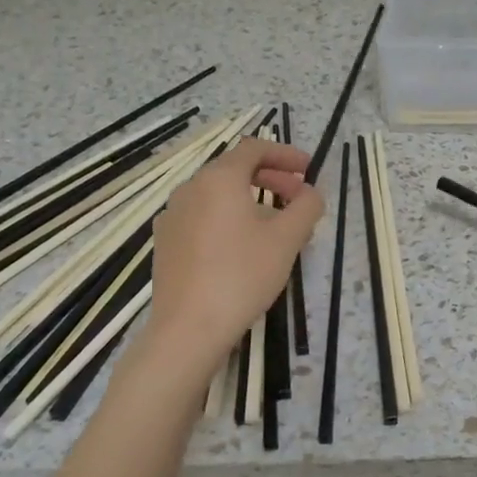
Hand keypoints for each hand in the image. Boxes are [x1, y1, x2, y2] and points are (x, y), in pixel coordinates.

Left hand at [146, 138, 322, 372]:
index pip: (254, 148)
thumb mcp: (287, 239)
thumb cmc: (243, 275)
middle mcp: (190, 189)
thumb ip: (306, 207)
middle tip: (298, 197)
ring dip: (251, 200)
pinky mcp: (166, 243)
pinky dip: (228, 219)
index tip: (308, 168)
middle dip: (271, 178)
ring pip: (218, 196)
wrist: (189, 328)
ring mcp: (172, 216)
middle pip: (234, 170)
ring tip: (276, 226)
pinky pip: (203, 217)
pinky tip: (243, 248)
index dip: (285, 153)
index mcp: (219, 179)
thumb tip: (310, 193)